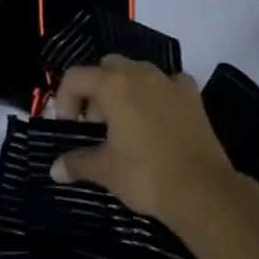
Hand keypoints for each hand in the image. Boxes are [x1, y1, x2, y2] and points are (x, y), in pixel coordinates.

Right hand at [48, 56, 258, 258]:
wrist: (203, 191)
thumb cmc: (146, 175)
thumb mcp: (105, 170)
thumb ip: (77, 163)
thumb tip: (55, 170)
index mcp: (112, 85)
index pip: (75, 77)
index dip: (64, 99)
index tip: (69, 127)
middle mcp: (139, 73)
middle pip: (106, 67)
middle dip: (95, 90)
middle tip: (95, 124)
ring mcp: (169, 81)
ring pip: (137, 71)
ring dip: (124, 88)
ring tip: (125, 122)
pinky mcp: (192, 95)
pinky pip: (167, 83)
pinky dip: (157, 93)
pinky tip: (158, 116)